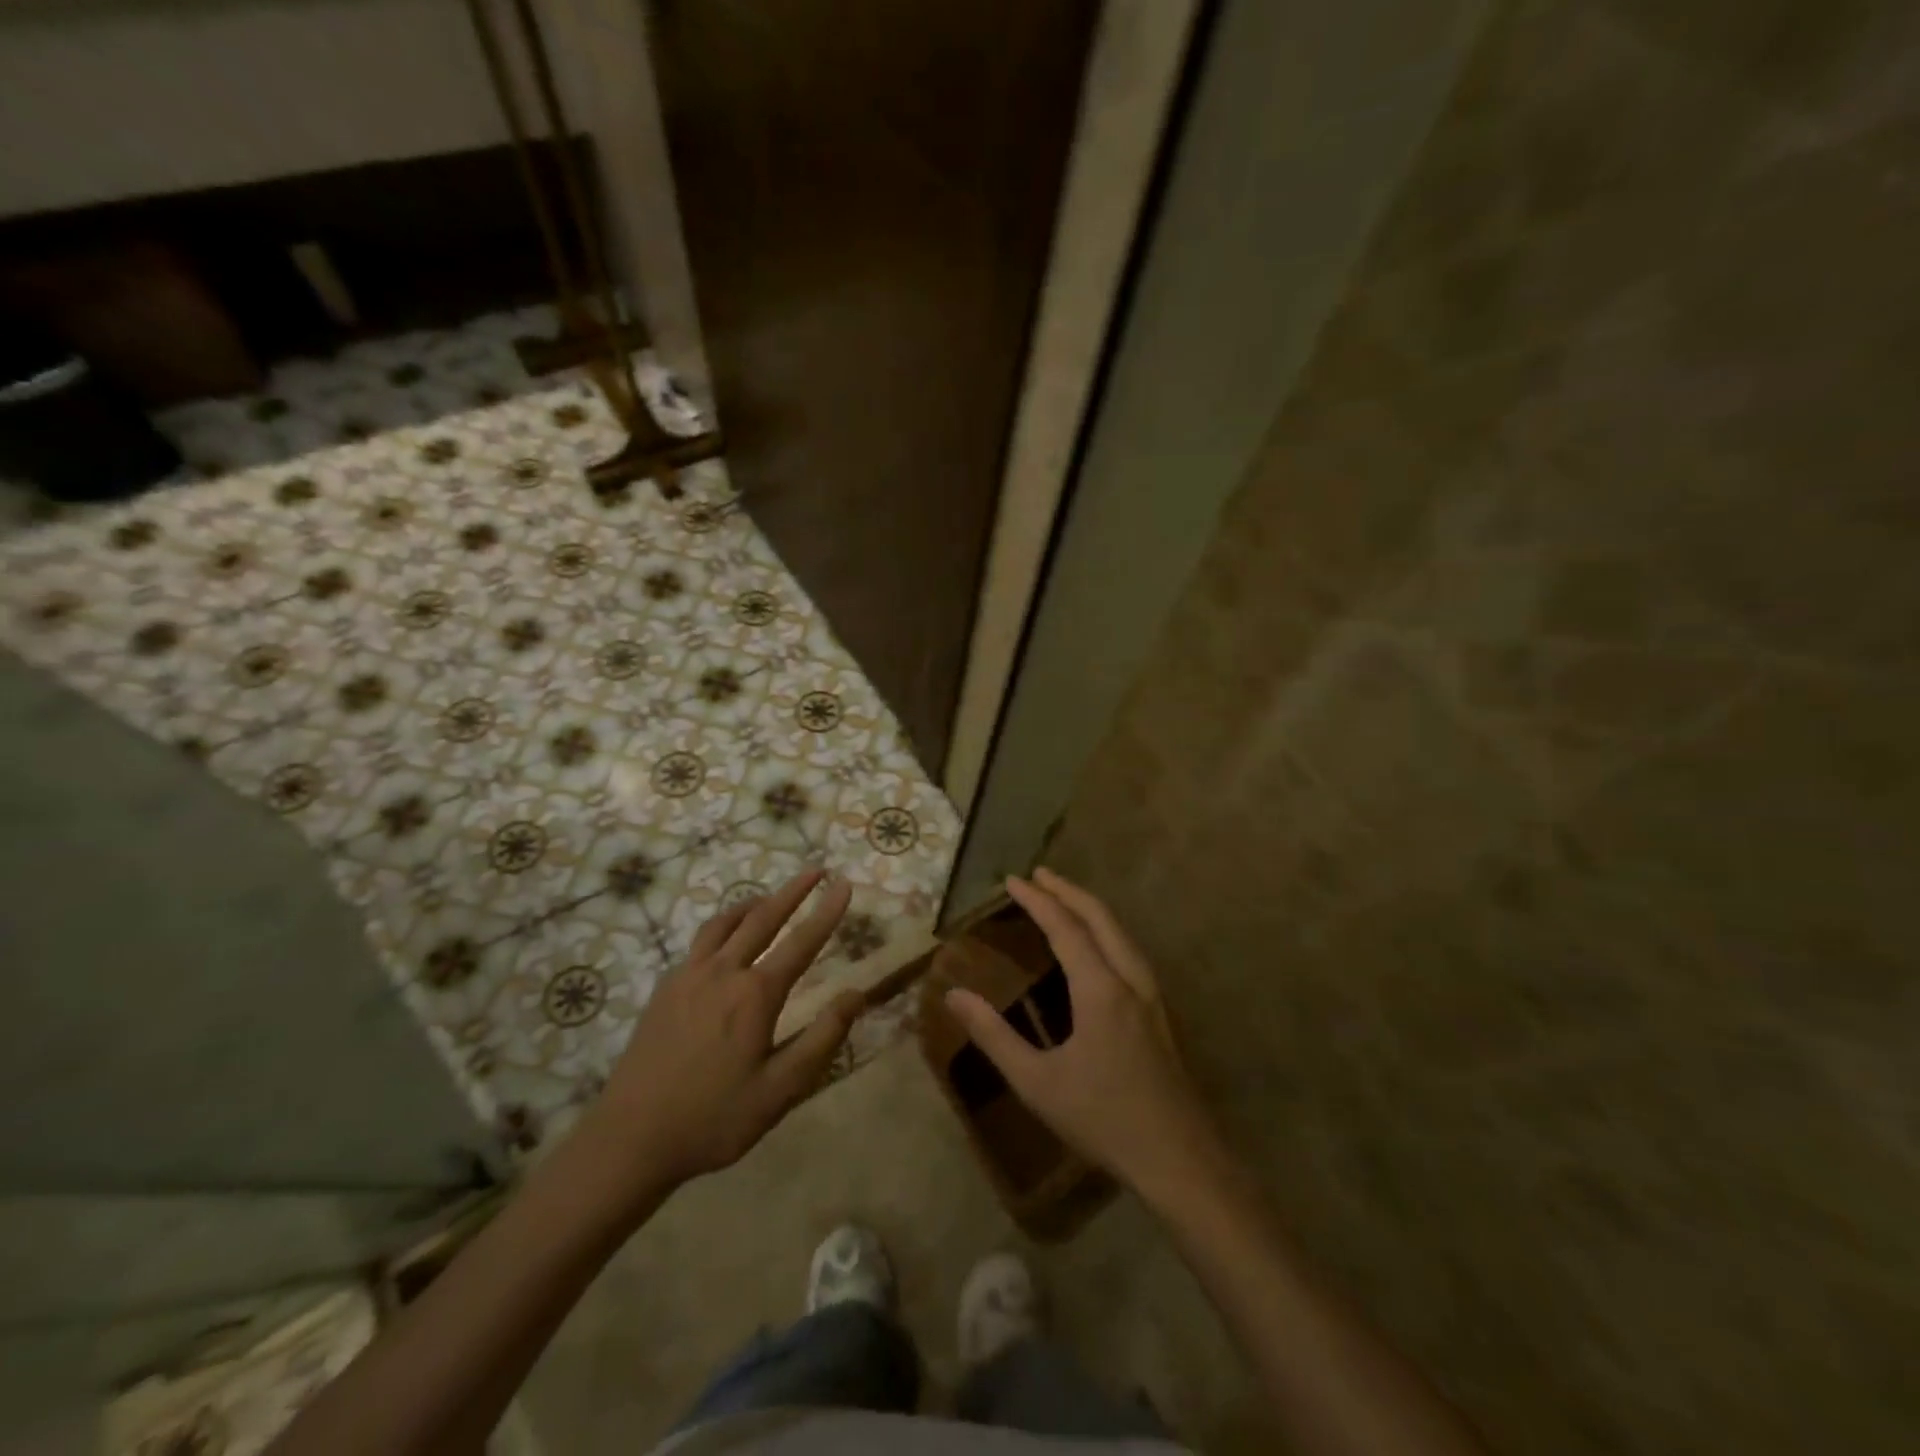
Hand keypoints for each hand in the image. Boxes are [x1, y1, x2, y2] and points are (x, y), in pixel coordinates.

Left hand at [584, 868, 860, 1195]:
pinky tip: (725, 942)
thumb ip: (822, 1039)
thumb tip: (856, 995)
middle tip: (815, 870)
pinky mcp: (665, 989)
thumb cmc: (714, 1119)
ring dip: (753, 904)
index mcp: (755, 995)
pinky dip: (723, 927)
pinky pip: (700, 943)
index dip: (827, 911)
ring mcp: (688, 977)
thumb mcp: (780, 1091)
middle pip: (763, 918)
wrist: (630, 1139)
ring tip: (769, 897)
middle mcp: (723, 972)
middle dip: (793, 891)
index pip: (802, 941)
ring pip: (725, 923)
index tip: (845, 884)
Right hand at [944, 868, 1222, 1199]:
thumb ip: (994, 1036)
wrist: (1179, 1160)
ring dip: (1091, 909)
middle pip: (1100, 918)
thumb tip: (954, 995)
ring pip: (1121, 933)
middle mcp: (1131, 980)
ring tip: (1064, 899)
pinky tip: (1098, 948)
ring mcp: (1152, 995)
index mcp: (1101, 989)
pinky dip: (1107, 931)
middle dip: (1068, 891)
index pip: (1066, 927)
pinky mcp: (1161, 1013)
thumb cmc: (1103, 1119)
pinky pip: (1130, 951)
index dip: (1038, 900)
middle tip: (1039, 875)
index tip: (1013, 879)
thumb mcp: (1037, 1082)